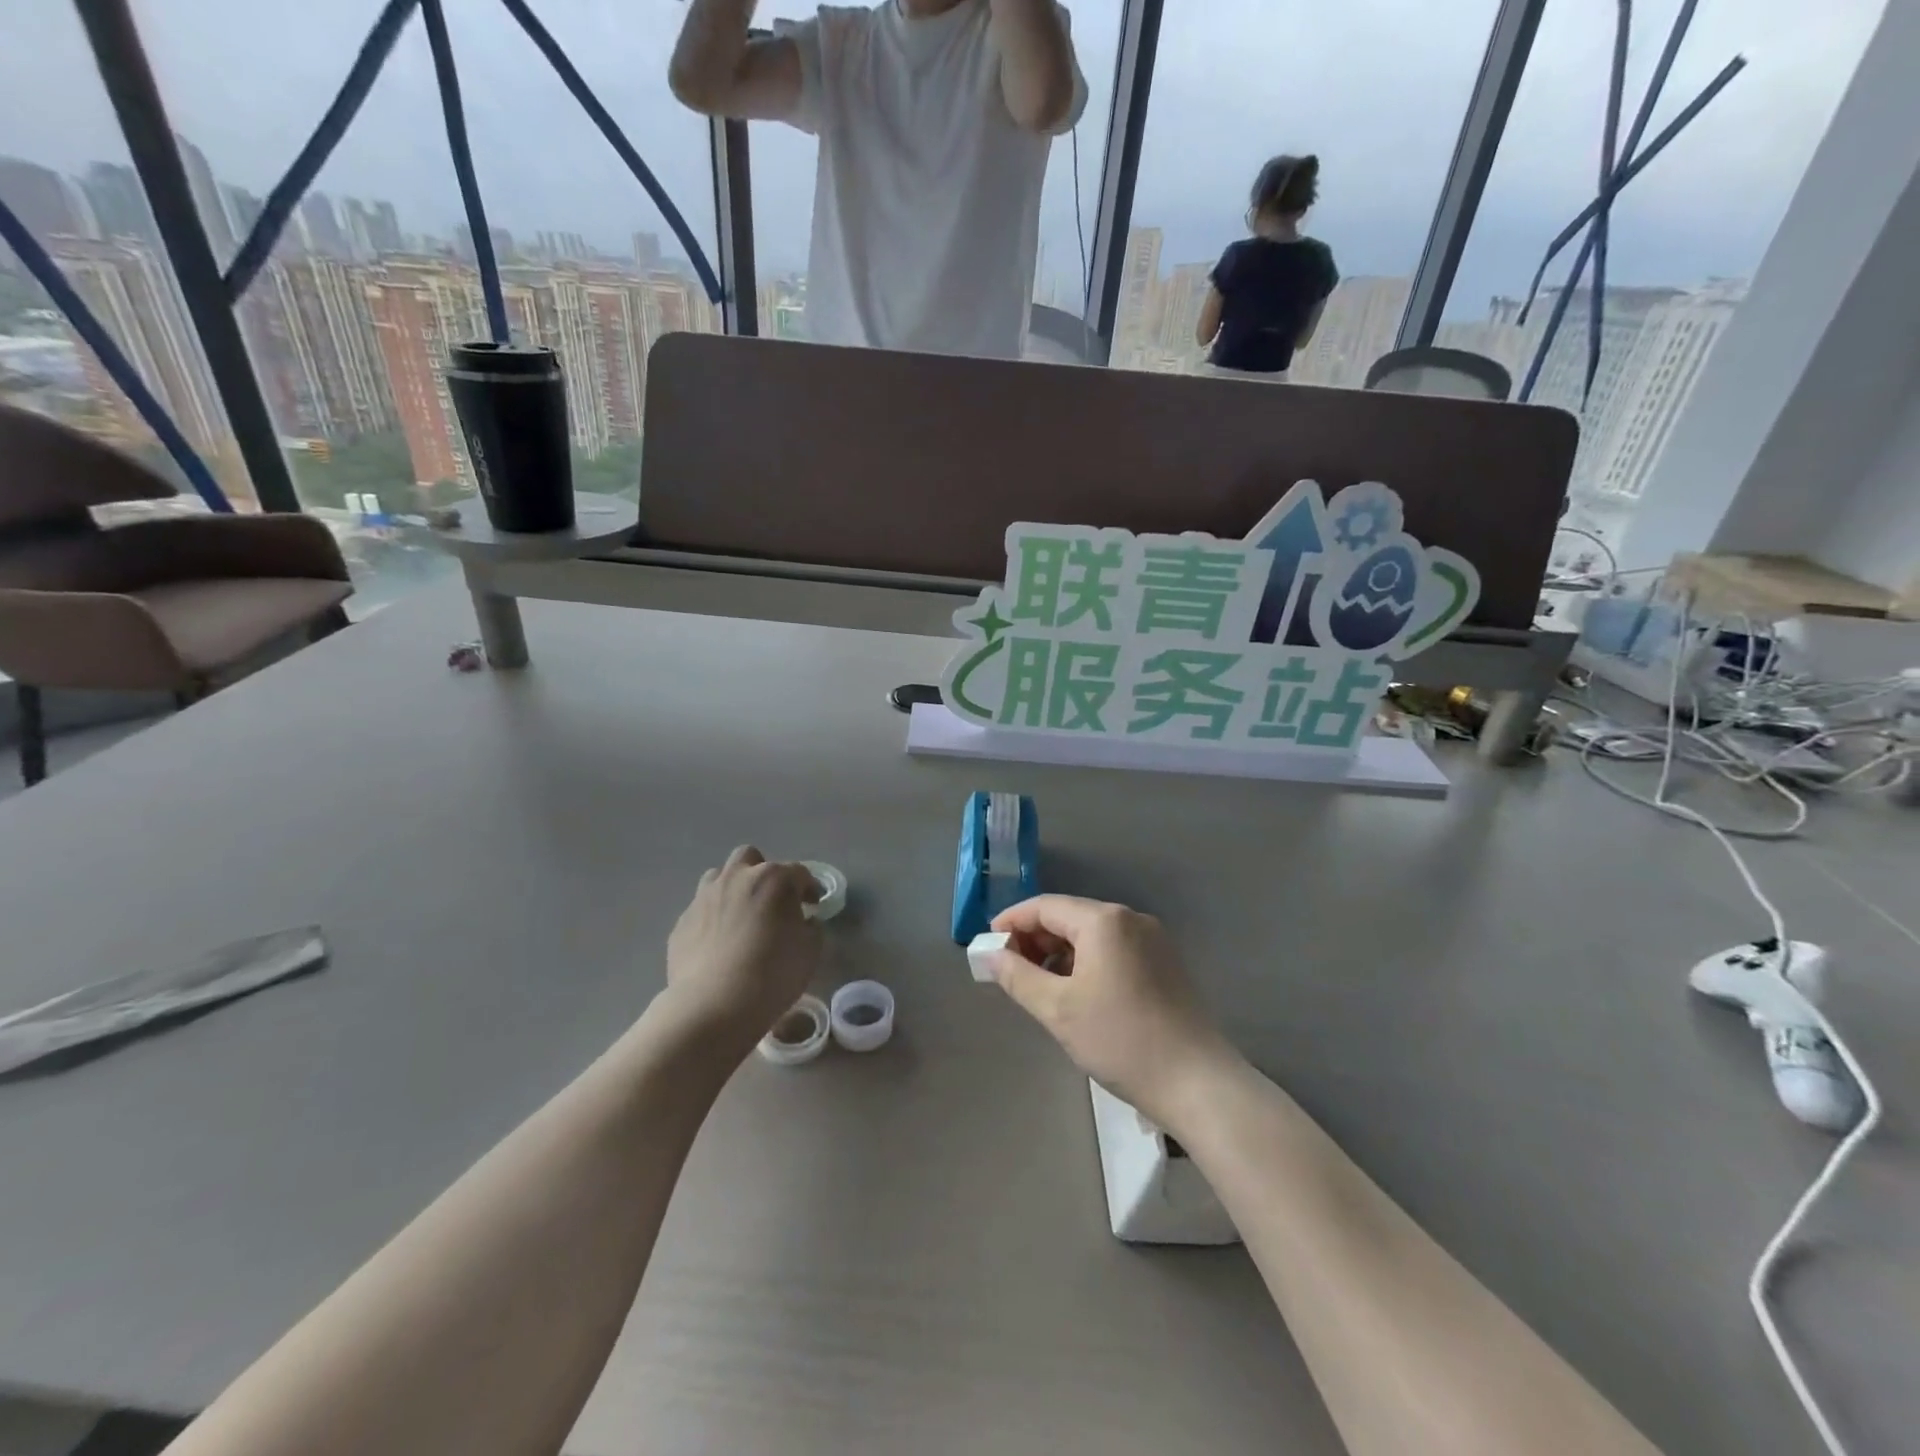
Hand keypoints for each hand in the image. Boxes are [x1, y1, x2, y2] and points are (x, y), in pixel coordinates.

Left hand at [665, 846, 821, 1054]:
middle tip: (771, 901)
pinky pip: (701, 910)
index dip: (809, 888)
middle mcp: (737, 878)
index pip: (799, 873)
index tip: (813, 906)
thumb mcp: (811, 951)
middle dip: (762, 872)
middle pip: (750, 858)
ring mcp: (704, 898)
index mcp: (774, 879)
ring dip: (733, 889)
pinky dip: (712, 919)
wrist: (714, 1004)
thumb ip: (811, 928)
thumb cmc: (773, 973)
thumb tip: (803, 922)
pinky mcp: (682, 922)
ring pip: (719, 877)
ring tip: (741, 917)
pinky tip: (718, 944)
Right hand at [988, 895, 1240, 1129]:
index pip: (1044, 906)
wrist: (1197, 1082)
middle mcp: (1130, 918)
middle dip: (1034, 938)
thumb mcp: (1057, 1009)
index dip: (1011, 922)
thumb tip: (988, 953)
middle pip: (1069, 916)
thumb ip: (1016, 975)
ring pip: (1091, 933)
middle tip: (1008, 970)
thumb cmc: (1120, 1040)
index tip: (987, 947)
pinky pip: (1113, 948)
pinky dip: (1086, 961)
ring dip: (1060, 951)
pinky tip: (1076, 991)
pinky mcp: (1164, 962)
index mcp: (1104, 920)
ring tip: (1038, 985)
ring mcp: (1152, 939)